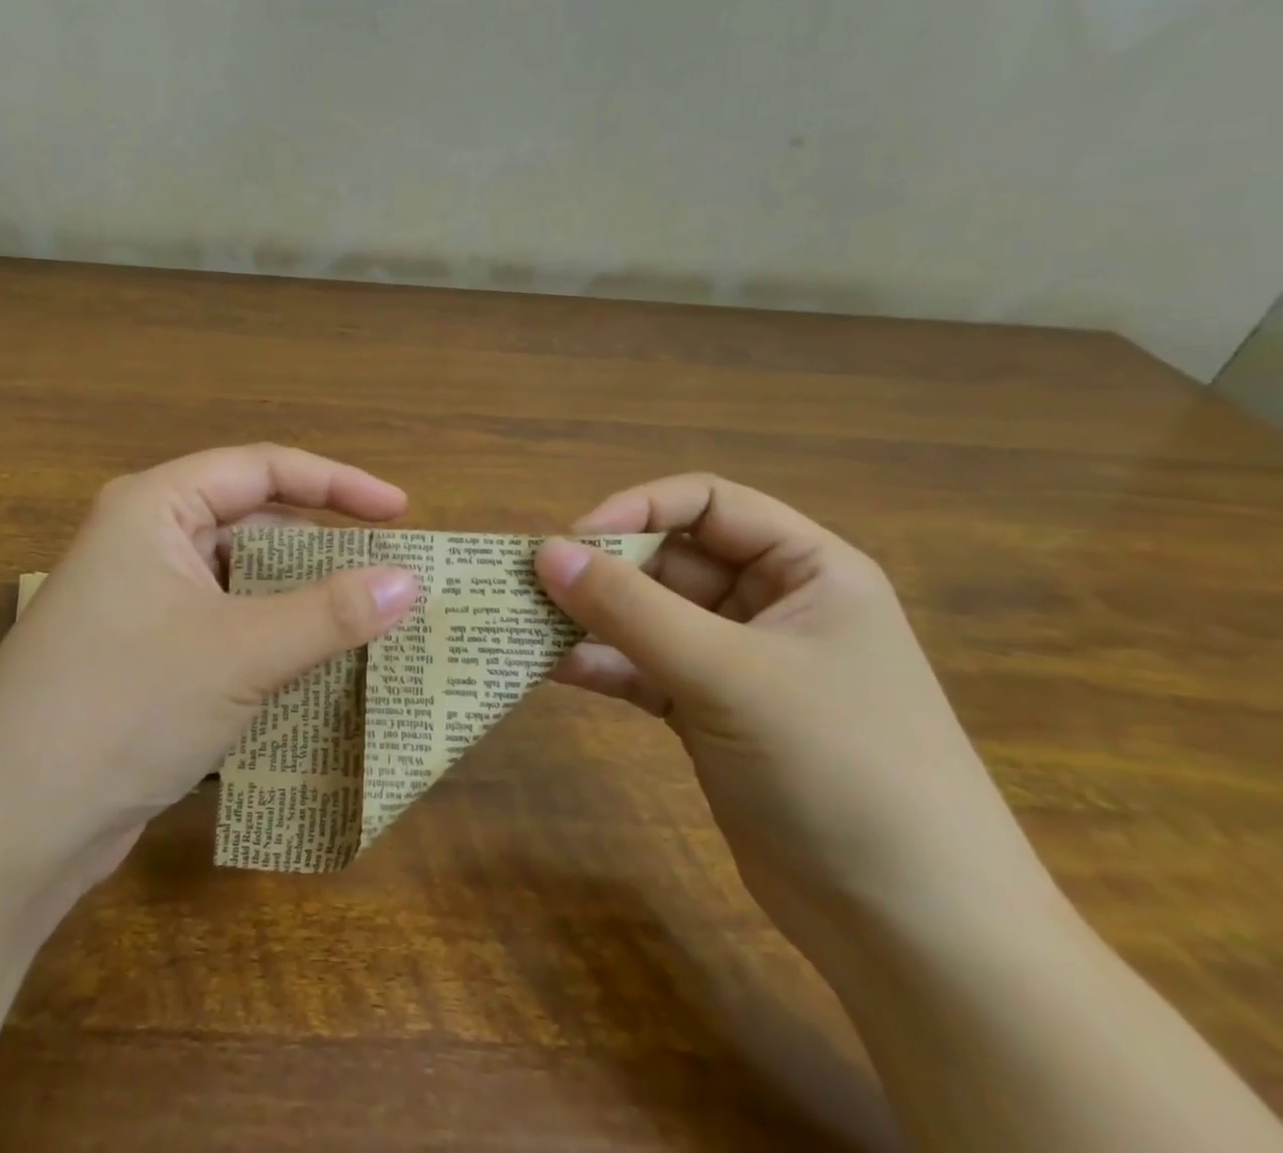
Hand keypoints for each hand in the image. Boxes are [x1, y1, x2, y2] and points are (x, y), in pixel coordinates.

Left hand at [0, 445, 419, 896]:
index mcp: (155, 507)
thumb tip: (409, 581)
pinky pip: (224, 627)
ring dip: (300, 601)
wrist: (7, 827)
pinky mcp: (144, 657)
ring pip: (241, 582)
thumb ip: (330, 613)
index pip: (263, 469)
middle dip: (322, 548)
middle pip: (253, 523)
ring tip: (367, 622)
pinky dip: (271, 640)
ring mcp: (141, 602)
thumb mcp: (241, 652)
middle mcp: (145, 542)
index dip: (338, 484)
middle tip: (390, 575)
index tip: (400, 512)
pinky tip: (315, 669)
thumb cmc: (124, 705)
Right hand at [534, 474, 1057, 970]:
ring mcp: (739, 664)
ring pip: (649, 617)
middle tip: (532, 586)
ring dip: (591, 619)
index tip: (573, 540)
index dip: (638, 508)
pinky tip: (552, 669)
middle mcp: (772, 606)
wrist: (912, 935)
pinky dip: (602, 666)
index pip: (708, 503)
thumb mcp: (727, 674)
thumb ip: (629, 608)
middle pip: (670, 560)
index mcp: (806, 570)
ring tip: (526, 624)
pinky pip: (644, 669)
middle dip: (603, 570)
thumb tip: (545, 552)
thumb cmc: (838, 768)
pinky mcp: (711, 714)